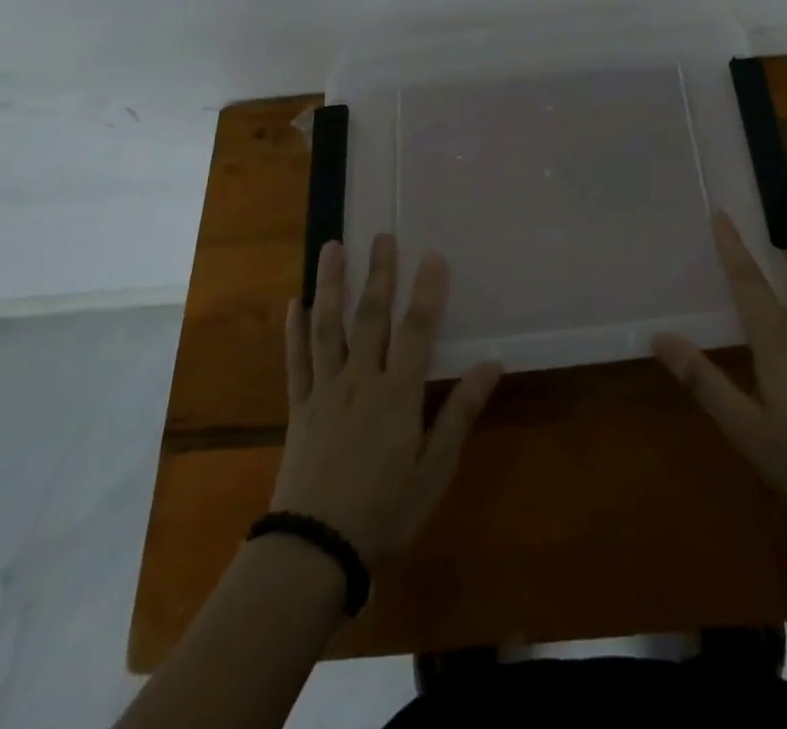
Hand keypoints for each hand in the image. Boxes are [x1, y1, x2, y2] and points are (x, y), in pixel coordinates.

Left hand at [270, 236, 502, 564]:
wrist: (315, 552)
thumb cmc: (385, 512)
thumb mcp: (434, 469)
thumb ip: (460, 412)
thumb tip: (493, 364)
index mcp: (397, 394)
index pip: (415, 330)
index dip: (426, 291)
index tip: (432, 255)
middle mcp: (360, 380)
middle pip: (370, 316)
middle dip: (379, 273)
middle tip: (382, 235)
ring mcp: (325, 391)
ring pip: (328, 327)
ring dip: (331, 284)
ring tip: (332, 247)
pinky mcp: (299, 408)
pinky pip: (296, 361)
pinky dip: (294, 330)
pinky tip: (294, 303)